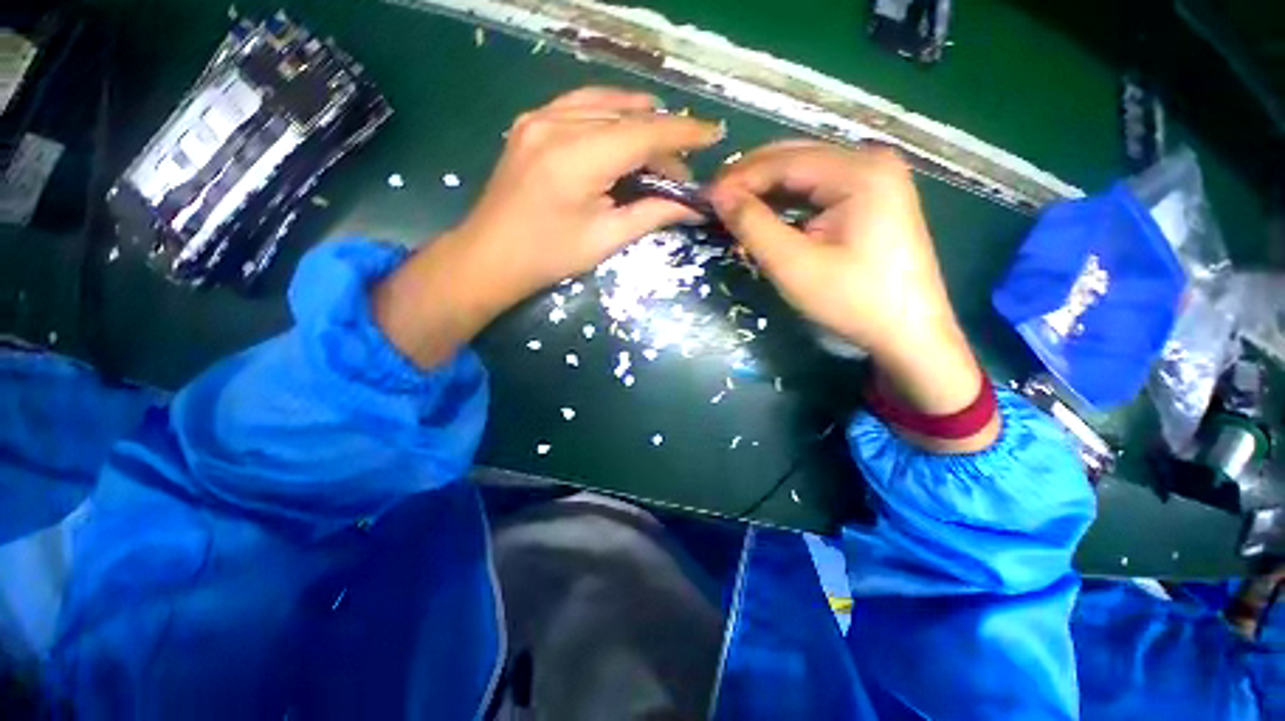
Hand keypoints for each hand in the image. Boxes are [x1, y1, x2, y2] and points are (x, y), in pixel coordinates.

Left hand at [374, 87, 722, 367]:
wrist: (491, 256)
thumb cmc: (550, 256)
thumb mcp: (606, 239)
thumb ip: (651, 214)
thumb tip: (692, 207)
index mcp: (577, 159)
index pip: (643, 133)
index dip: (682, 133)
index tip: (712, 135)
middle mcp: (557, 125)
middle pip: (627, 118)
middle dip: (662, 140)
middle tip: (680, 171)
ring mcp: (539, 118)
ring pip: (605, 105)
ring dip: (639, 122)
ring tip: (661, 147)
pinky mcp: (531, 122)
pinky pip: (580, 105)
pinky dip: (609, 113)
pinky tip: (624, 125)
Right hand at [709, 141, 995, 448]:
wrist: (908, 333)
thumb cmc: (852, 300)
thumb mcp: (793, 265)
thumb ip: (753, 225)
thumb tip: (718, 195)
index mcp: (858, 170)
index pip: (783, 160)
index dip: (739, 177)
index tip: (705, 197)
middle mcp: (870, 161)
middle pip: (795, 159)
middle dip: (751, 180)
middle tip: (715, 204)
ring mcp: (875, 178)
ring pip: (805, 174)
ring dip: (767, 192)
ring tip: (734, 211)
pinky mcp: (873, 198)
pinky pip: (819, 190)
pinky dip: (788, 203)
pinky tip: (767, 217)